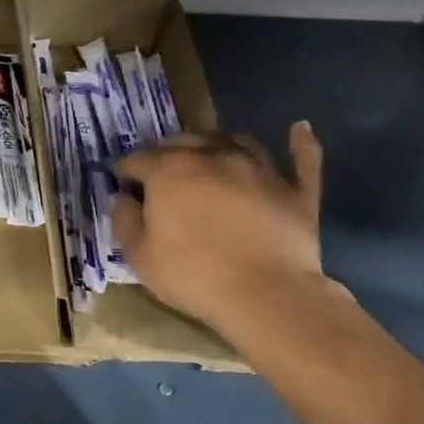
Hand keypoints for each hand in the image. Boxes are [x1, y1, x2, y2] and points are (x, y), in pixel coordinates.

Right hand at [111, 122, 329, 338]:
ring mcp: (259, 169)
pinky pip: (302, 158)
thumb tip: (121, 198)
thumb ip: (124, 220)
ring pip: (235, 140)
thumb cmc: (193, 274)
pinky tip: (300, 129)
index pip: (137, 159)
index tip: (121, 184)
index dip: (125, 171)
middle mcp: (213, 157)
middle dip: (165, 152)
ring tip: (208, 153)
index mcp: (170, 171)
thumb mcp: (139, 255)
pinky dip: (300, 142)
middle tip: (159, 172)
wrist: (266, 295)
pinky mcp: (296, 190)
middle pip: (183, 141)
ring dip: (216, 143)